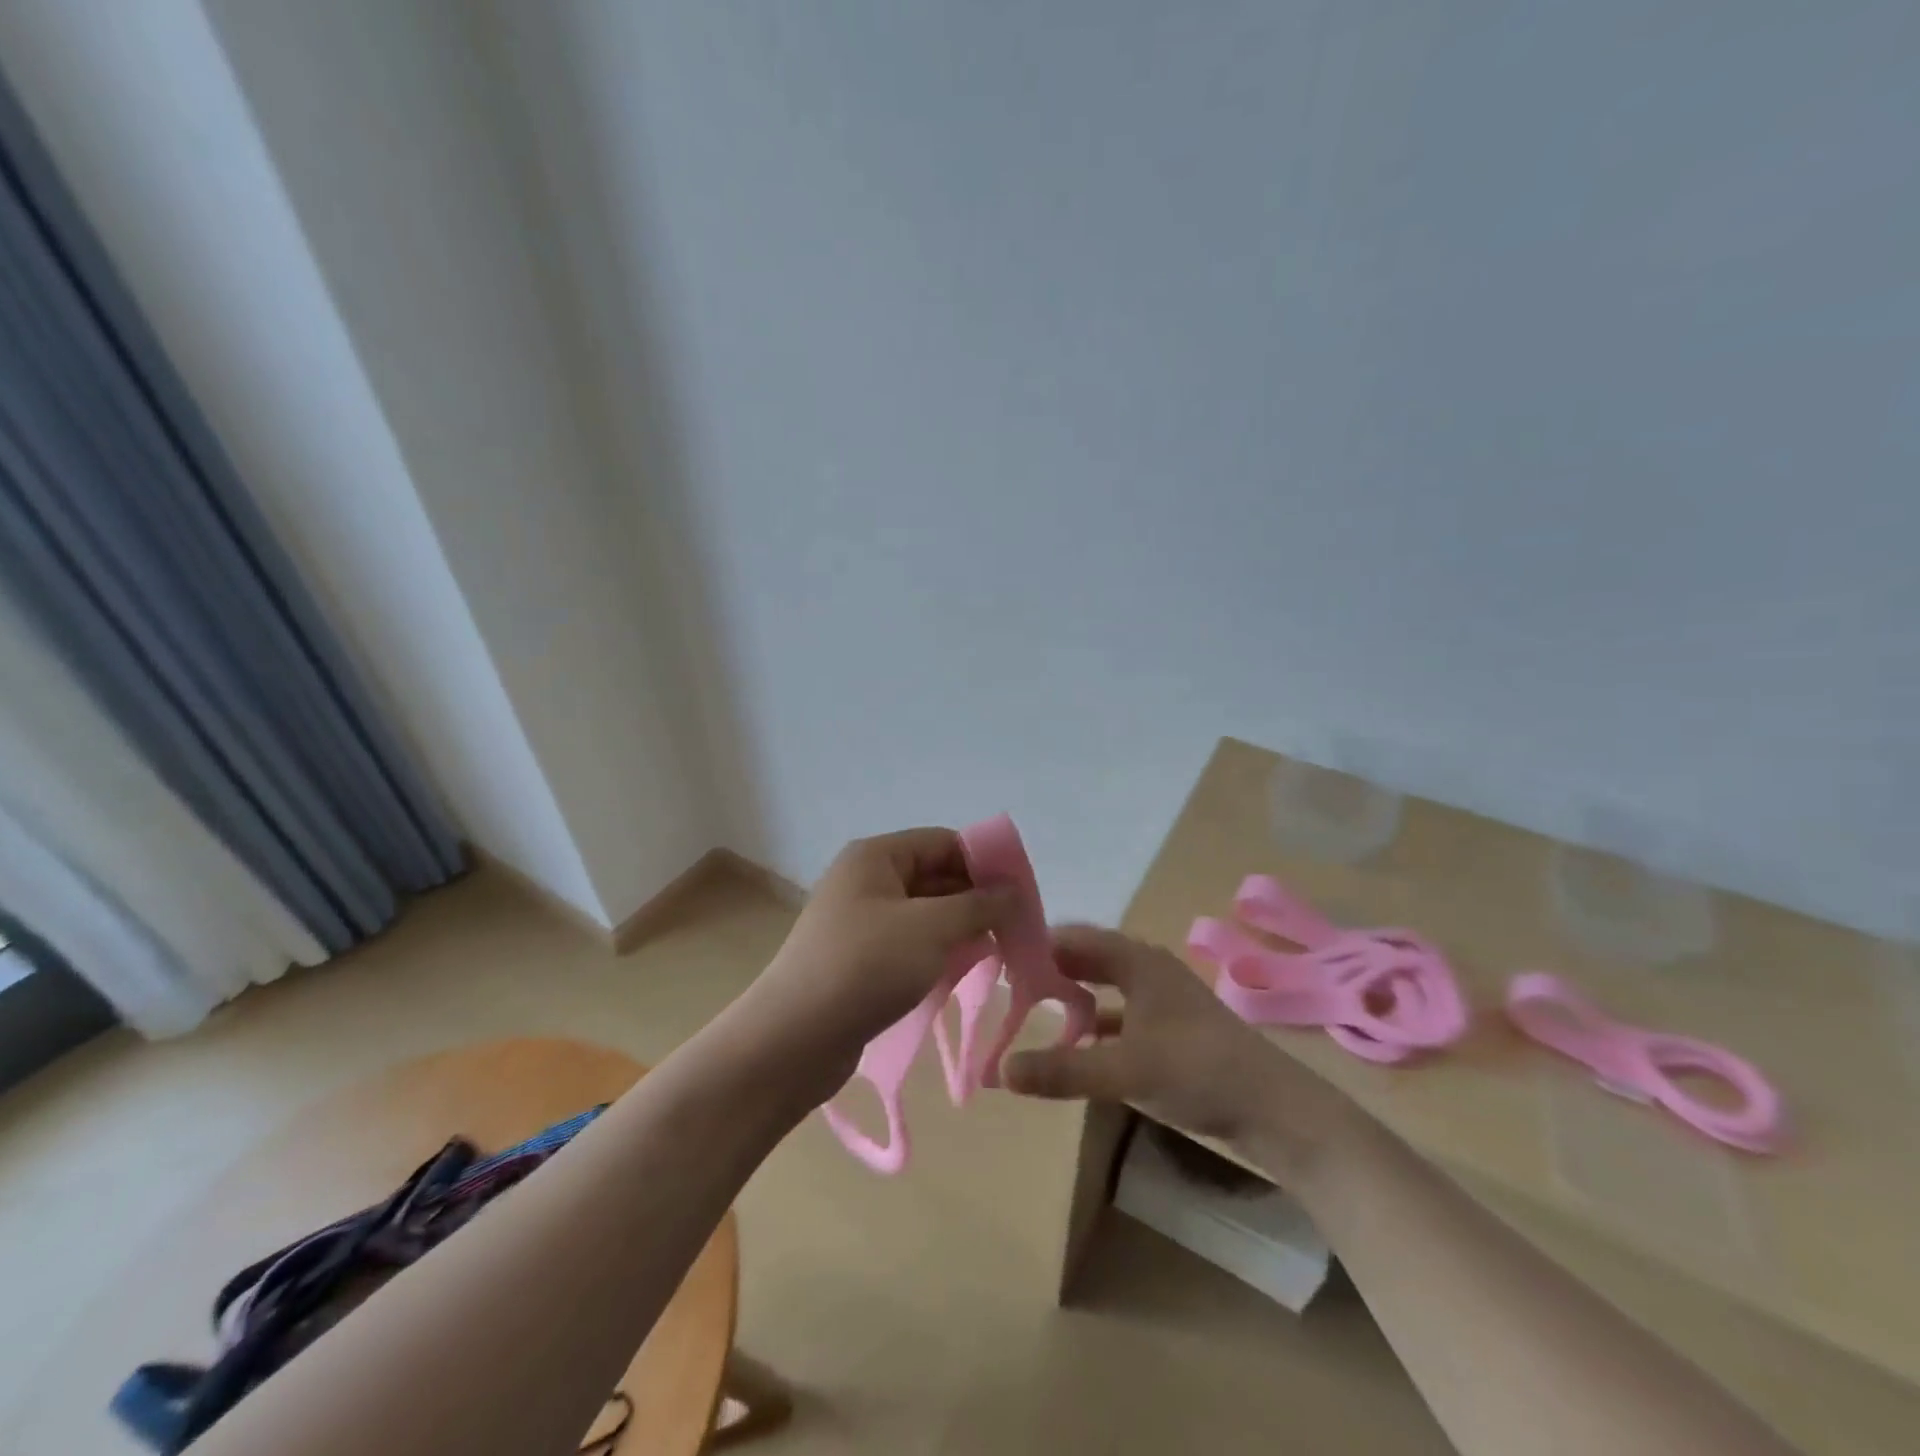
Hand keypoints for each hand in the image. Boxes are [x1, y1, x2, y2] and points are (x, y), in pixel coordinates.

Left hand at [739, 828, 1015, 1098]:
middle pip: (935, 876)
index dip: (985, 862)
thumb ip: (979, 905)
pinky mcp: (860, 958)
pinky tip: (965, 971)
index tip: (1022, 895)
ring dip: (961, 928)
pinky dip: (939, 951)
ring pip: (925, 912)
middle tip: (1017, 928)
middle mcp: (867, 880)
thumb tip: (1014, 891)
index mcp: (876, 856)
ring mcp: (861, 921)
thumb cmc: (865, 967)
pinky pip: (910, 942)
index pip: (944, 842)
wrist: (792, 1040)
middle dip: (976, 898)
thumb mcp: (931, 929)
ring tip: (999, 951)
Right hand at [1001, 926, 1355, 1180]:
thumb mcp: (1125, 1070)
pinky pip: (1120, 1017)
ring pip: (1104, 989)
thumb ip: (1062, 1070)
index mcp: (1137, 961)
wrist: (1276, 1110)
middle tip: (1007, 986)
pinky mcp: (1170, 1031)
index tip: (998, 959)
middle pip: (1088, 960)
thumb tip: (999, 1070)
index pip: (1074, 938)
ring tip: (1032, 1012)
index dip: (1037, 944)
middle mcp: (1147, 971)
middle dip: (1051, 971)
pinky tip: (1075, 1047)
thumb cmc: (1199, 1070)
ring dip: (1072, 998)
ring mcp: (1161, 1001)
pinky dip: (1095, 1027)